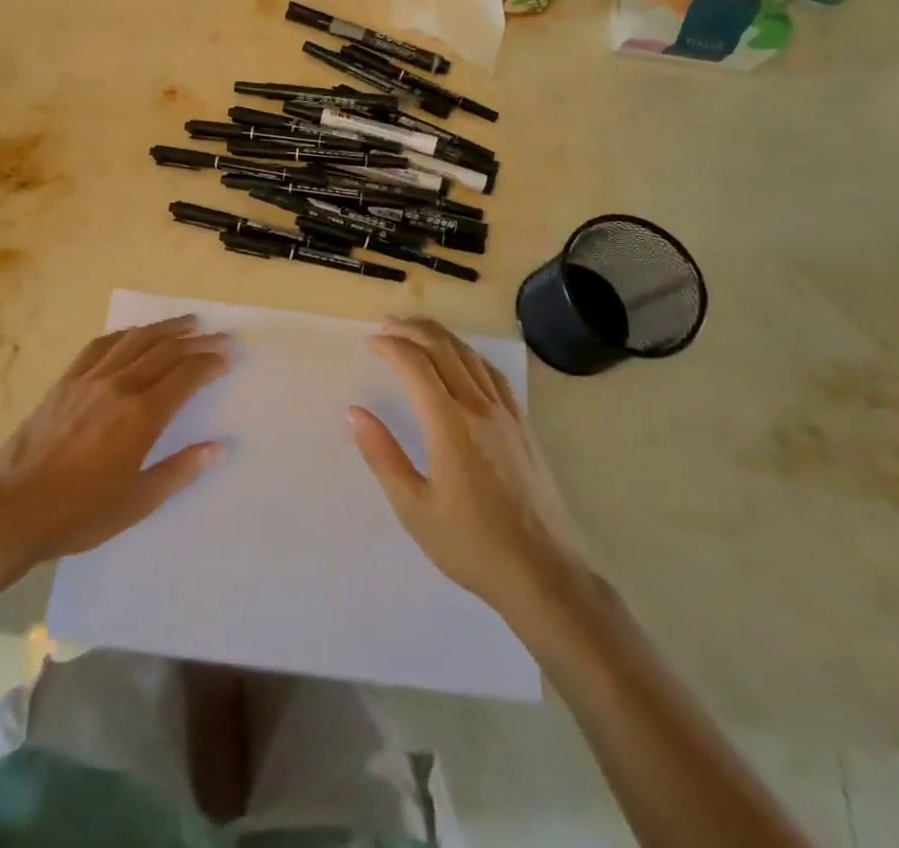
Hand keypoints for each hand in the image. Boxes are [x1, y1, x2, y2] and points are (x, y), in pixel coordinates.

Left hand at [0, 316, 229, 585]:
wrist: (12, 509)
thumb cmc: (80, 513)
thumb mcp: (138, 502)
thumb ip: (180, 470)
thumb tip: (219, 447)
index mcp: (141, 415)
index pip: (185, 376)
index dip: (210, 362)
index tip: (228, 356)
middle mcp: (119, 386)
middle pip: (165, 351)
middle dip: (196, 341)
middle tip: (219, 336)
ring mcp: (90, 379)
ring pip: (135, 340)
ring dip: (165, 328)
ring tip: (187, 322)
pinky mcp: (66, 381)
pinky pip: (100, 345)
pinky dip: (124, 334)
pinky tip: (134, 333)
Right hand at [349, 317, 585, 622]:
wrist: (543, 574)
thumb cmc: (471, 545)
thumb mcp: (414, 508)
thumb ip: (383, 455)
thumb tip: (355, 413)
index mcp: (449, 424)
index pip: (415, 364)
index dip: (391, 346)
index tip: (371, 342)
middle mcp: (479, 407)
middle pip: (444, 348)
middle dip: (413, 329)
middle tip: (387, 324)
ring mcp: (506, 414)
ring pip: (470, 356)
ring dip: (440, 336)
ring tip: (417, 331)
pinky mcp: (523, 426)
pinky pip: (493, 374)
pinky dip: (469, 355)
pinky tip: (463, 360)